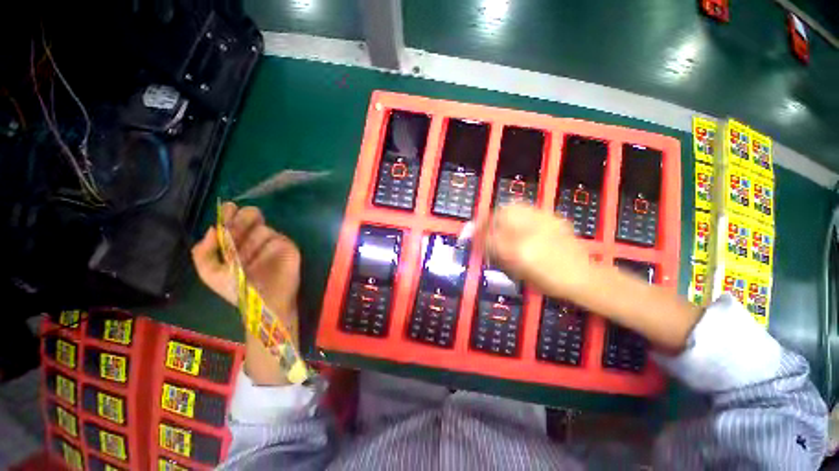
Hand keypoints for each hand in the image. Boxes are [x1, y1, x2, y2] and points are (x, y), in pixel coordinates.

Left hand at [191, 203, 300, 323]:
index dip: (229, 214)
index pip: (234, 221)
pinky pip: (276, 238)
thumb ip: (204, 252)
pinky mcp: (288, 247)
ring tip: (244, 257)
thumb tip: (213, 228)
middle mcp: (255, 240)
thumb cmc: (237, 290)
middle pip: (253, 217)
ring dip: (251, 239)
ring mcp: (273, 242)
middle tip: (234, 223)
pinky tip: (260, 257)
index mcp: (238, 243)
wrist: (263, 303)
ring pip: (262, 228)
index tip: (227, 207)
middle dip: (242, 218)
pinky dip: (266, 245)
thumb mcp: (211, 274)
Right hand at [476, 203, 593, 298]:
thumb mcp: (519, 273)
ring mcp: (543, 221)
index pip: (490, 237)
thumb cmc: (549, 282)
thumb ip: (498, 255)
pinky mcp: (552, 217)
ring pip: (513, 208)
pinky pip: (526, 209)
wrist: (583, 276)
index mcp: (520, 251)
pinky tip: (516, 221)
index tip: (469, 235)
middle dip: (486, 219)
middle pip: (500, 215)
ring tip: (497, 221)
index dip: (476, 234)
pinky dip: (515, 213)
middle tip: (482, 226)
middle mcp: (530, 232)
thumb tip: (482, 243)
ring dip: (499, 213)